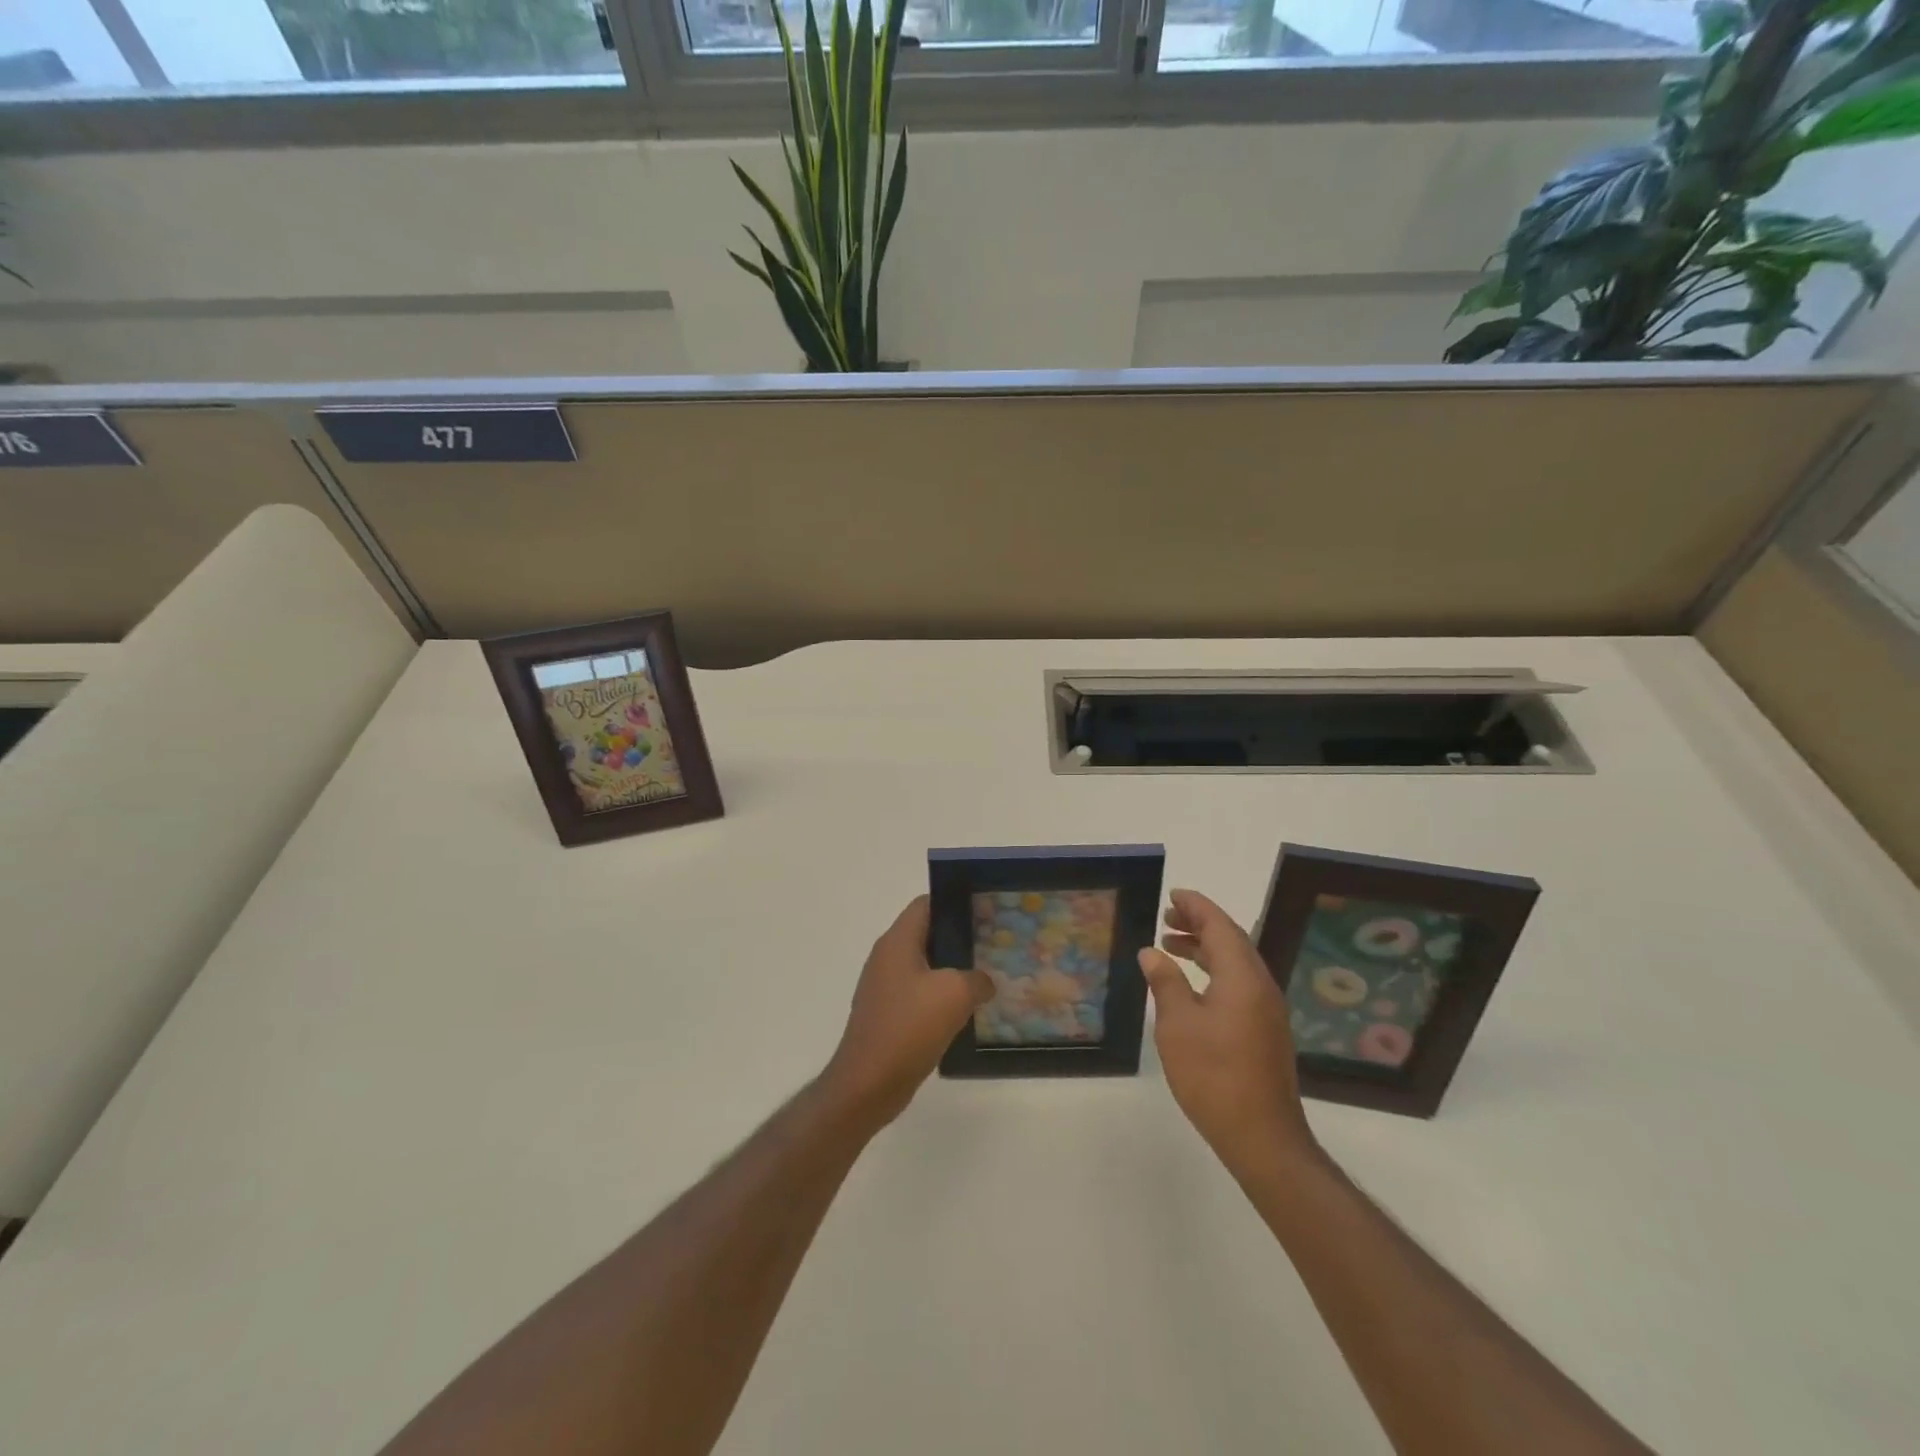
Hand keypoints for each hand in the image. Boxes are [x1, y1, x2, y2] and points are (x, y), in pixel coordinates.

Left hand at [821, 895, 990, 1131]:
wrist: (868, 1084)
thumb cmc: (909, 1027)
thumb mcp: (955, 994)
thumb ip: (976, 979)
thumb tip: (984, 981)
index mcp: (897, 941)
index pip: (926, 904)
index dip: (955, 902)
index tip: (985, 911)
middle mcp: (887, 958)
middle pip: (926, 934)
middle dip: (959, 937)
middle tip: (993, 944)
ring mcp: (885, 987)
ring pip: (925, 967)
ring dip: (952, 970)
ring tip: (985, 976)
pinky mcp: (888, 1014)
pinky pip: (919, 994)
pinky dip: (941, 997)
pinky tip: (965, 1010)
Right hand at [1139, 889, 1319, 1178]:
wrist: (1262, 1136)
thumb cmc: (1213, 1075)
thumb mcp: (1178, 1025)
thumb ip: (1165, 982)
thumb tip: (1152, 952)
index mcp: (1242, 977)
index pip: (1219, 926)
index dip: (1196, 907)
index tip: (1173, 895)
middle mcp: (1260, 985)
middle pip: (1231, 940)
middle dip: (1199, 924)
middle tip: (1167, 918)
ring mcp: (1267, 1010)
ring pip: (1236, 963)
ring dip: (1205, 949)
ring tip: (1172, 947)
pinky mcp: (1266, 1030)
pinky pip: (1240, 983)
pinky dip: (1215, 971)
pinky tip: (1193, 986)